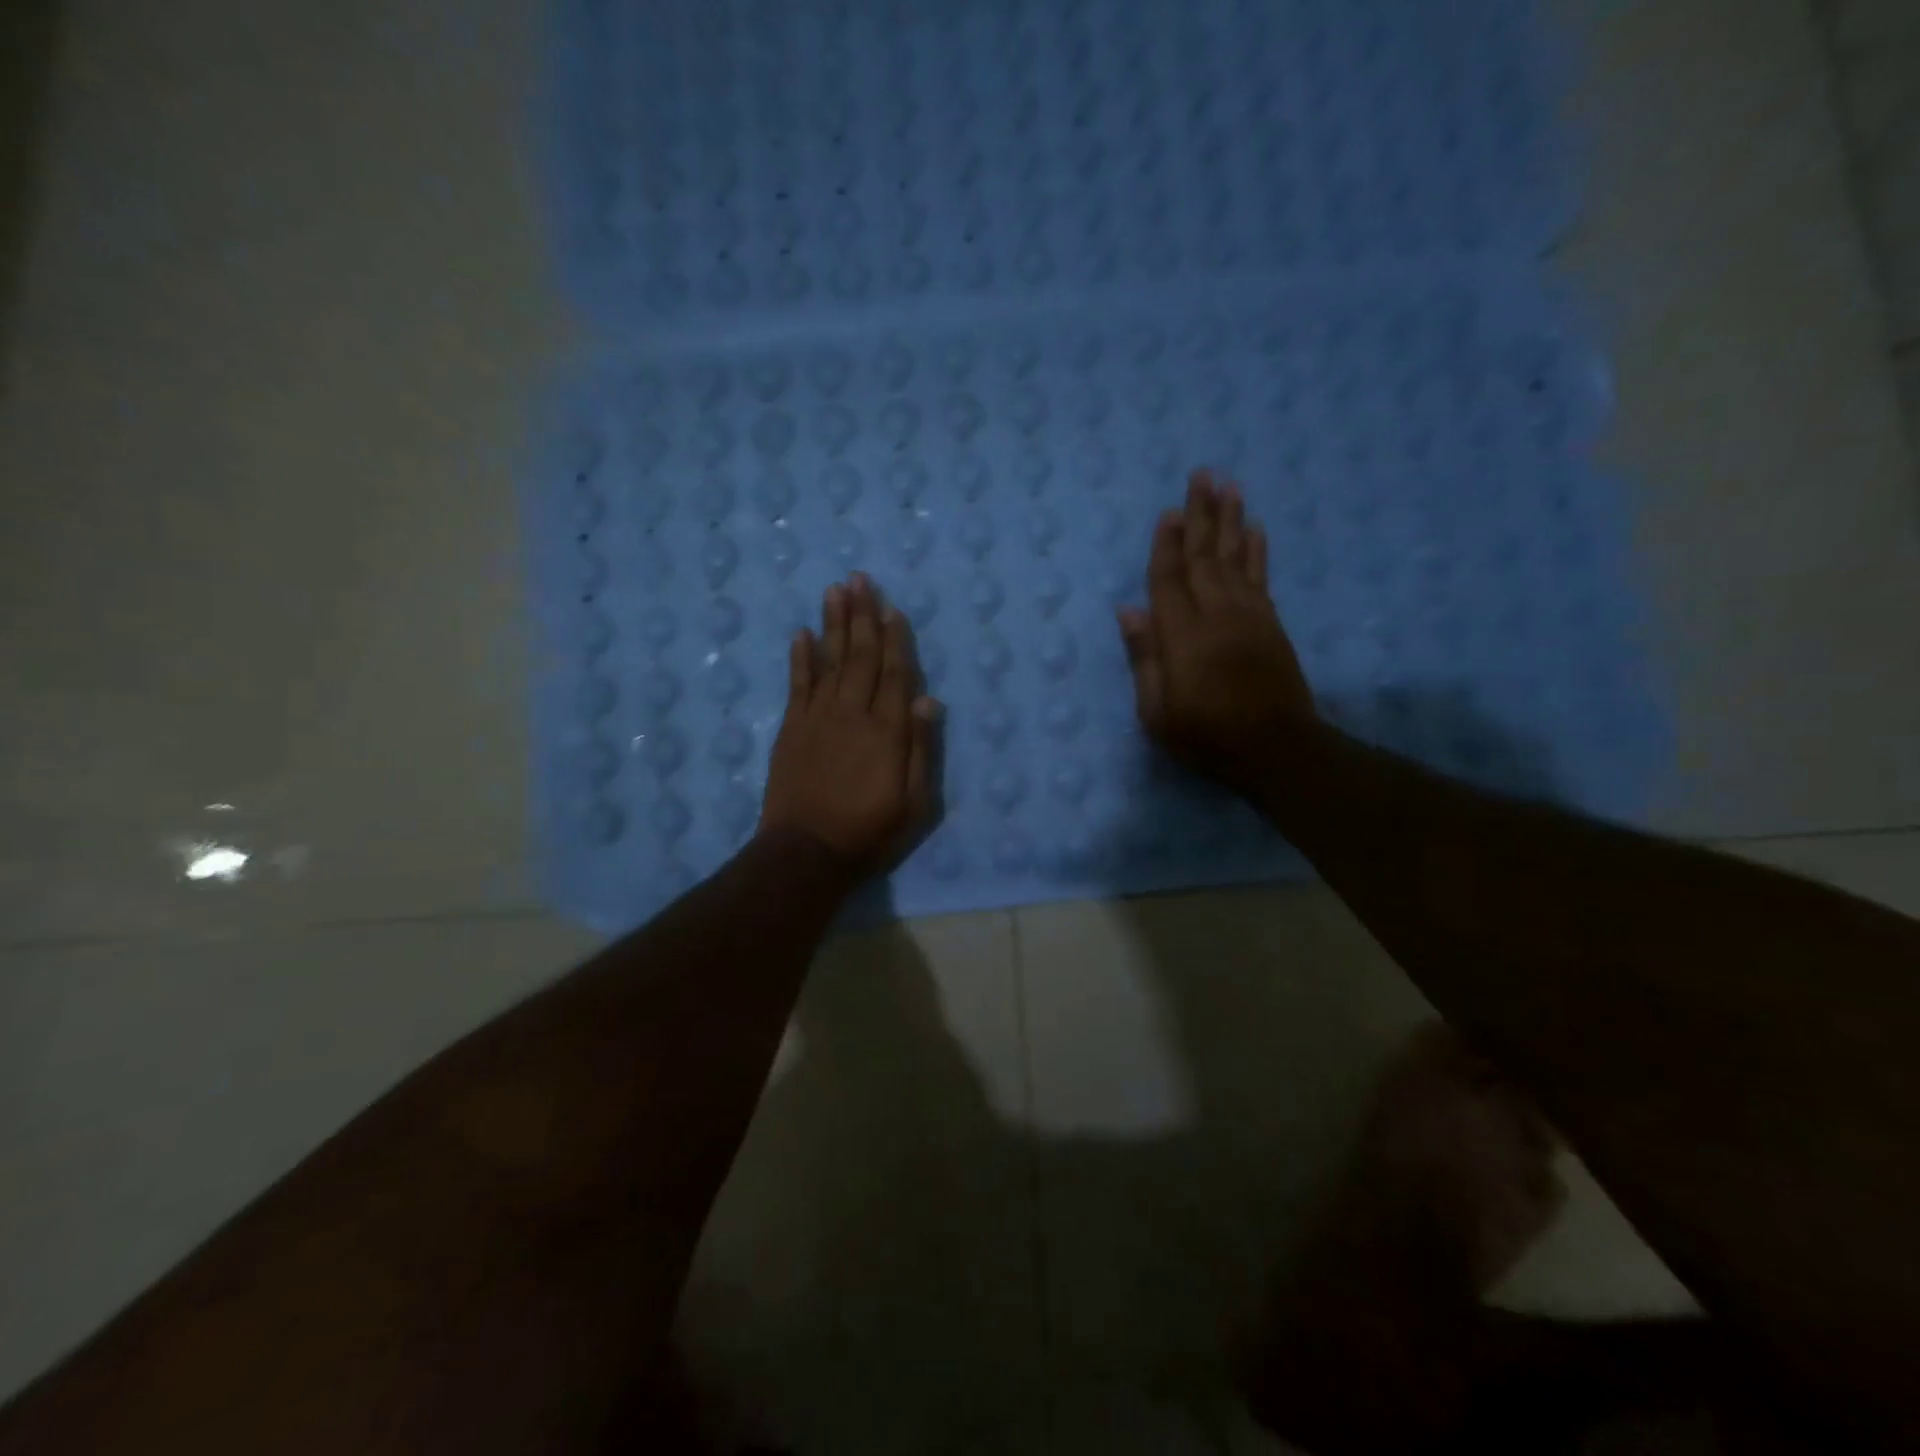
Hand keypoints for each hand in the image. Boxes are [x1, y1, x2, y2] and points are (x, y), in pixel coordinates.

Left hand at [759, 573, 940, 877]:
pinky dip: (800, 657)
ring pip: (829, 660)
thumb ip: (922, 749)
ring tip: (835, 589)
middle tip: (860, 578)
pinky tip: (802, 633)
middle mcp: (853, 713)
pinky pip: (797, 684)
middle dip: (862, 615)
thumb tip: (930, 699)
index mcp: (888, 731)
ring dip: (833, 623)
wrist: (806, 853)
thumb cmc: (869, 832)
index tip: (892, 607)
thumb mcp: (914, 803)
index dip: (895, 638)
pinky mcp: (791, 729)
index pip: (896, 674)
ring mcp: (818, 718)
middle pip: (861, 656)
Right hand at [1118, 471, 1314, 789]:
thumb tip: (1129, 610)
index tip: (1167, 511)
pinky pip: (1261, 577)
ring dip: (1231, 521)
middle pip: (1204, 557)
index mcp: (1183, 637)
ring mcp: (1249, 617)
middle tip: (1202, 475)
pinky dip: (1257, 550)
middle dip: (1201, 515)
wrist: (1277, 750)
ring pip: (1235, 558)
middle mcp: (1217, 615)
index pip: (1169, 580)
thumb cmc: (1206, 737)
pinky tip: (1255, 529)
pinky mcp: (1271, 625)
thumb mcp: (1157, 712)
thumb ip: (1145, 658)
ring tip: (1229, 486)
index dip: (1165, 545)